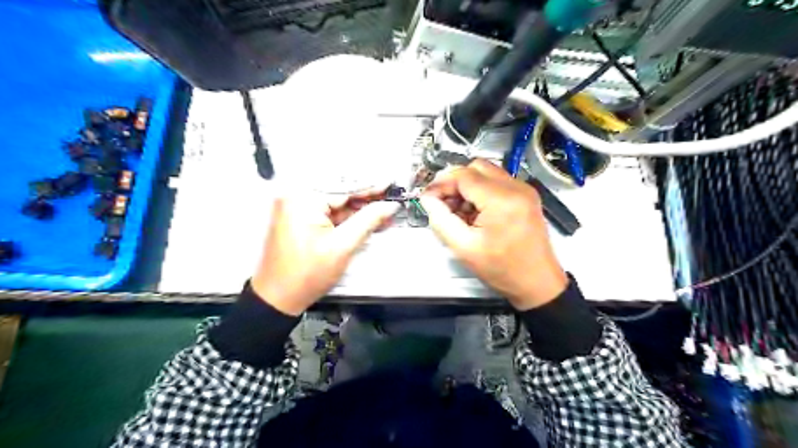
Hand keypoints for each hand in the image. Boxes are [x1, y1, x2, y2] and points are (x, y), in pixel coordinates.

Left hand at [251, 192, 399, 314]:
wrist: (279, 298)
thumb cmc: (304, 276)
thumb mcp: (343, 246)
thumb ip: (368, 221)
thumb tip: (388, 206)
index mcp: (302, 199)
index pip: (344, 186)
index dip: (371, 185)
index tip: (389, 184)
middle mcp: (295, 197)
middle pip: (340, 191)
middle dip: (366, 197)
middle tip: (390, 198)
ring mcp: (296, 207)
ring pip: (336, 202)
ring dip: (359, 208)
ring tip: (383, 211)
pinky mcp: (299, 217)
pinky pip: (328, 211)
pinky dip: (346, 216)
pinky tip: (366, 219)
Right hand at [423, 159, 566, 309]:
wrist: (537, 282)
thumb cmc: (502, 269)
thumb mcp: (464, 248)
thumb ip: (441, 220)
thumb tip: (428, 198)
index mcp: (502, 200)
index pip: (463, 175)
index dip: (442, 184)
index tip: (429, 198)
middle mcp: (516, 187)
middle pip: (475, 167)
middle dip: (455, 182)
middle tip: (444, 204)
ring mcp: (524, 189)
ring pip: (486, 172)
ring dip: (468, 186)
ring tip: (460, 211)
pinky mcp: (526, 195)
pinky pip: (497, 182)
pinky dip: (481, 191)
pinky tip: (476, 212)